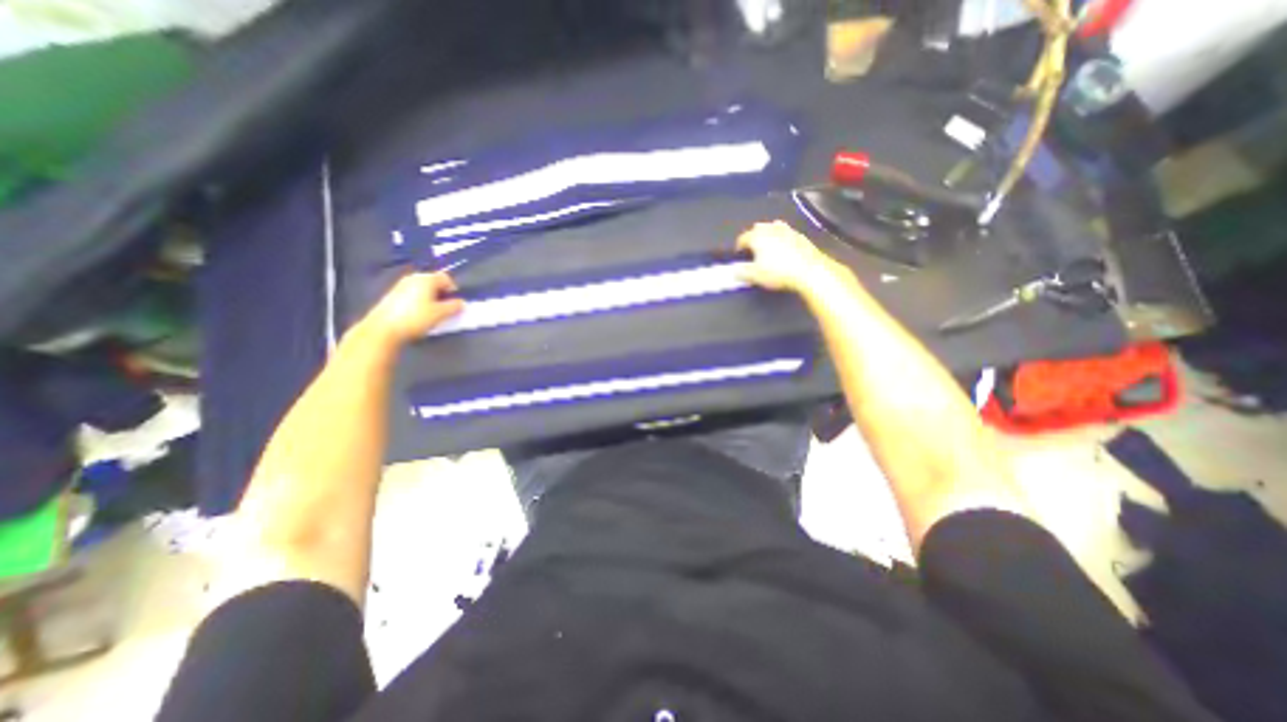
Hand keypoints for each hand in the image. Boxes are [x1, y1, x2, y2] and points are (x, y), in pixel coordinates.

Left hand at [359, 269, 466, 347]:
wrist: (384, 328)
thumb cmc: (417, 318)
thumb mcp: (440, 314)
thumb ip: (454, 307)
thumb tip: (461, 303)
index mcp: (426, 279)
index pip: (446, 278)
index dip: (453, 290)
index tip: (454, 303)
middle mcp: (413, 278)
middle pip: (433, 282)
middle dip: (441, 294)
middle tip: (445, 308)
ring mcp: (400, 285)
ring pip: (422, 289)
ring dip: (430, 298)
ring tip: (432, 313)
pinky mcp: (392, 295)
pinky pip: (412, 294)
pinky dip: (419, 301)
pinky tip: (417, 314)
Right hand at [735, 224, 845, 296]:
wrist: (809, 270)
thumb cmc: (778, 272)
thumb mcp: (755, 275)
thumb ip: (741, 272)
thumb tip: (734, 271)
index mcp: (757, 236)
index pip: (743, 238)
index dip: (738, 247)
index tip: (738, 255)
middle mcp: (771, 229)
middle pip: (758, 229)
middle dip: (753, 237)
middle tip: (752, 250)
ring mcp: (787, 230)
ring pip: (773, 229)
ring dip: (768, 236)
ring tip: (767, 247)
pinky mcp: (800, 236)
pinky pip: (786, 234)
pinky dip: (782, 240)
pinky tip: (784, 250)